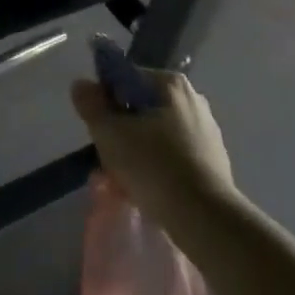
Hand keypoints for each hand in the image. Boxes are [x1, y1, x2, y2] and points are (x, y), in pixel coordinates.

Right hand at [69, 69, 238, 226]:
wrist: (204, 215)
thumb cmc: (153, 165)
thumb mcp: (110, 133)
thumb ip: (91, 105)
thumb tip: (81, 84)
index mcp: (170, 84)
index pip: (124, 79)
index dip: (103, 101)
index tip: (97, 129)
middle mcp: (192, 99)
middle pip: (139, 110)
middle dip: (119, 133)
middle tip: (104, 160)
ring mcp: (206, 130)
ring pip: (154, 136)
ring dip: (133, 154)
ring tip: (119, 182)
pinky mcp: (212, 159)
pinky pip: (171, 156)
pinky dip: (154, 168)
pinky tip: (143, 190)